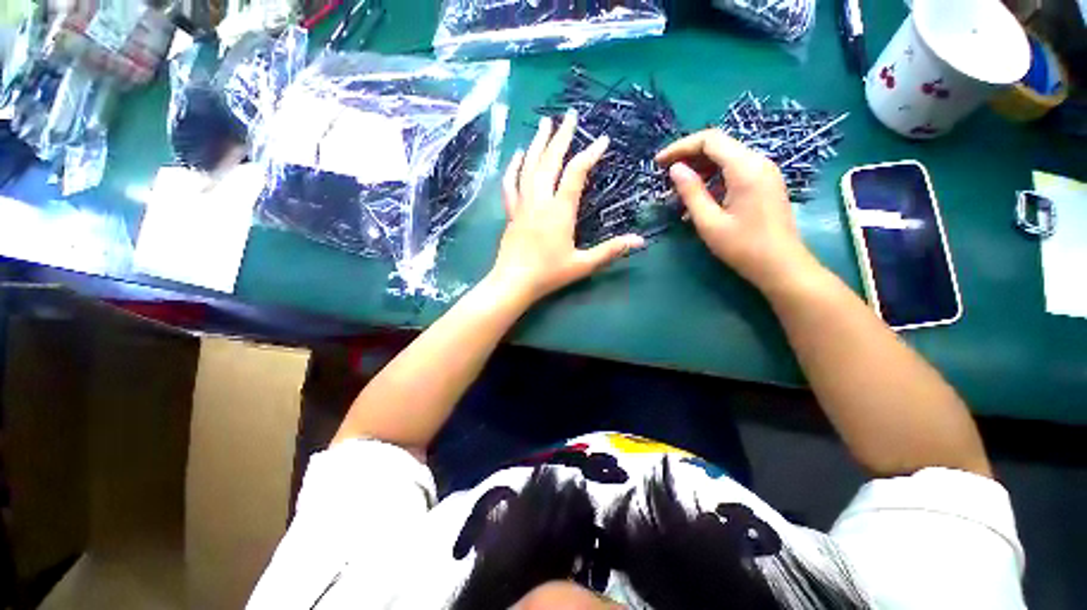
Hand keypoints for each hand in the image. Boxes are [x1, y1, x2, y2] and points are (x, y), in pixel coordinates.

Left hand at [487, 111, 644, 305]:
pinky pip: (511, 184)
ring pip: (529, 166)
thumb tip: (640, 241)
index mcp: (560, 210)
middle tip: (570, 114)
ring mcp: (523, 204)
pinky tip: (518, 154)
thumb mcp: (583, 264)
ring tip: (544, 122)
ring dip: (538, 143)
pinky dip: (514, 167)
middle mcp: (540, 200)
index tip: (602, 140)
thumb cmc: (549, 274)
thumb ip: (610, 250)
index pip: (576, 173)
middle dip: (562, 136)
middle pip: (550, 161)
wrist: (513, 282)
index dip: (590, 154)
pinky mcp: (511, 212)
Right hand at [655, 129, 818, 292]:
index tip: (659, 162)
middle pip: (719, 146)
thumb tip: (675, 169)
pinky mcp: (765, 183)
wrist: (781, 266)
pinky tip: (701, 198)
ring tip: (679, 188)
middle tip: (666, 174)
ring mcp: (765, 172)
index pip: (710, 140)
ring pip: (727, 158)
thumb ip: (691, 192)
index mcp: (745, 168)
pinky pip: (736, 171)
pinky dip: (714, 178)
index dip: (681, 147)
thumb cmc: (743, 247)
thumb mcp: (709, 222)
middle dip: (689, 156)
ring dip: (701, 168)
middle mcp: (758, 162)